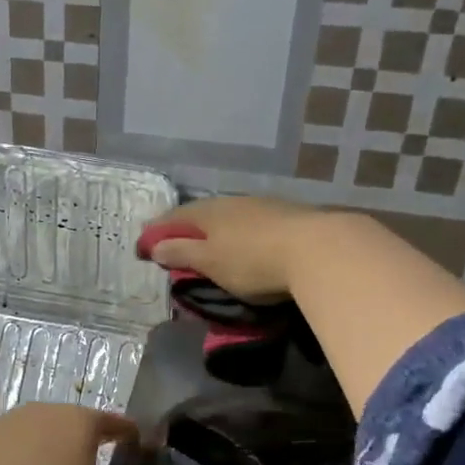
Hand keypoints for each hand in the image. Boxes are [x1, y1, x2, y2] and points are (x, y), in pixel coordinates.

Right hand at [143, 196, 338, 301]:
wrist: (319, 251)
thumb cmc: (253, 260)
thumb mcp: (210, 262)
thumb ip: (182, 253)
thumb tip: (154, 245)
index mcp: (209, 212)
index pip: (175, 217)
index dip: (158, 230)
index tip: (145, 245)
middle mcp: (233, 202)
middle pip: (202, 213)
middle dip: (187, 228)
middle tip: (175, 244)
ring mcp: (263, 207)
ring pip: (230, 217)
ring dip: (216, 231)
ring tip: (210, 246)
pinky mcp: (288, 218)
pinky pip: (252, 224)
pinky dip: (240, 235)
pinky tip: (245, 244)